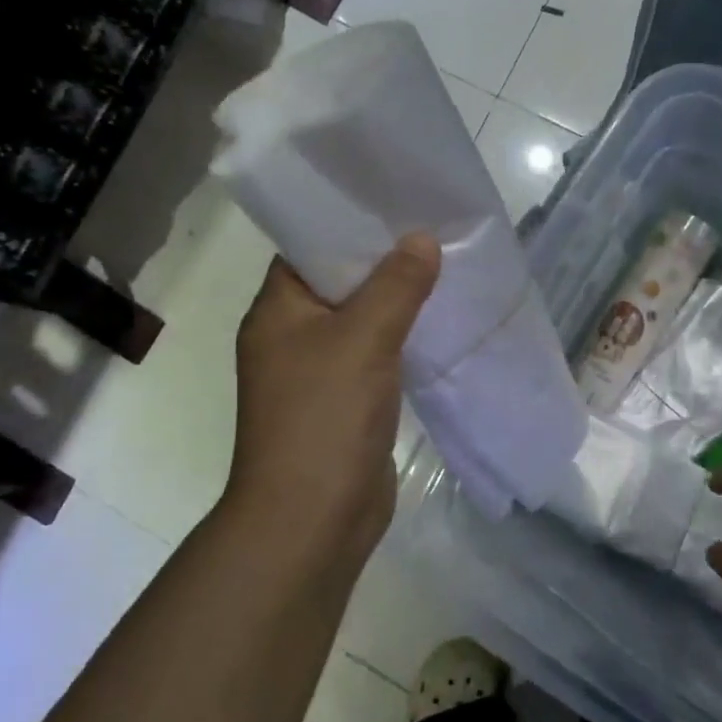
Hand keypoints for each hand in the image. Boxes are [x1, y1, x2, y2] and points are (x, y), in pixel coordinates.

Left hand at [228, 234, 440, 560]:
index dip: (348, 222)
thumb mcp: (363, 339)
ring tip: (444, 265)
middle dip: (383, 259)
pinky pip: (376, 354)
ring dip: (397, 300)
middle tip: (432, 228)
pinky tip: (439, 322)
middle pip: (340, 282)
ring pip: (362, 320)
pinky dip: (402, 338)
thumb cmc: (324, 417)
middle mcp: (291, 335)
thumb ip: (395, 285)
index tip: (394, 201)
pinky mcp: (345, 401)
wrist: (312, 520)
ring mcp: (317, 371)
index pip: (308, 247)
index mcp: (277, 310)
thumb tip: (422, 240)